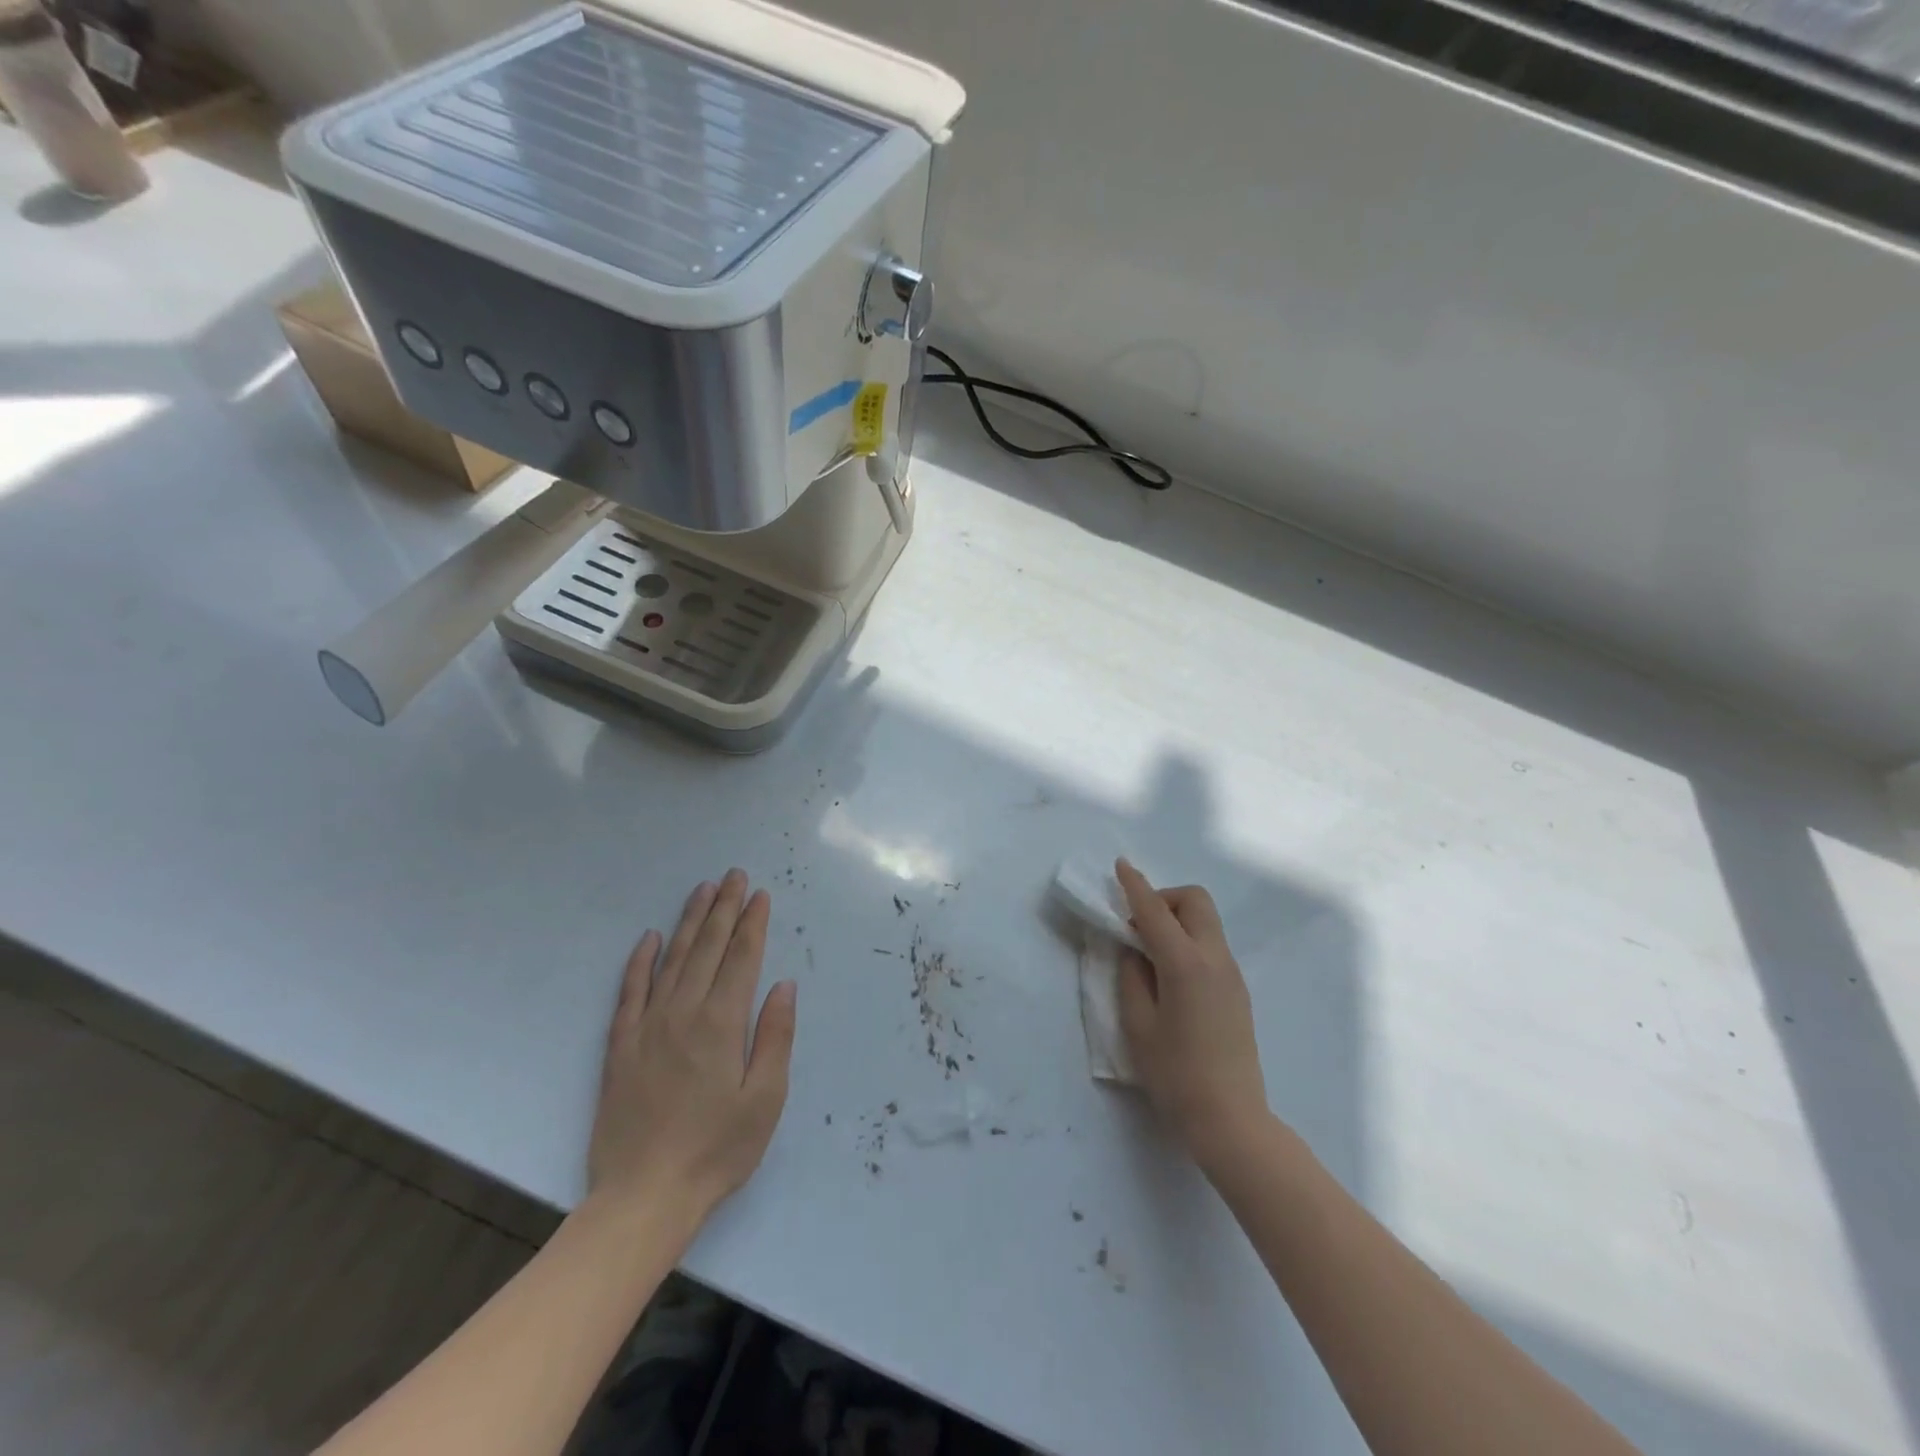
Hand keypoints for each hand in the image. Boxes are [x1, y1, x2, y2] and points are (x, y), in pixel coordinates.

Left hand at [588, 870, 796, 1227]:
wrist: (643, 1197)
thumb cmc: (716, 1151)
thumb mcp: (765, 1100)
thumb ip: (775, 1037)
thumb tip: (782, 985)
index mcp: (722, 1024)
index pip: (741, 959)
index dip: (752, 924)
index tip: (760, 895)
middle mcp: (683, 1013)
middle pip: (708, 948)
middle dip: (725, 908)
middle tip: (734, 875)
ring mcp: (647, 1026)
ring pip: (672, 959)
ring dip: (690, 921)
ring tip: (703, 890)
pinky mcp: (620, 1046)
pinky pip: (630, 990)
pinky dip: (640, 960)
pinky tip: (649, 938)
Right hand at [1114, 859, 1269, 1170]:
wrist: (1231, 1119)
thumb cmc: (1175, 1075)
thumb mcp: (1138, 1025)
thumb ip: (1132, 977)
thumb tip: (1134, 950)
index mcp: (1185, 964)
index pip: (1155, 911)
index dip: (1135, 886)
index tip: (1120, 866)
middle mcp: (1214, 959)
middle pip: (1194, 901)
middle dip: (1164, 899)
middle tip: (1137, 928)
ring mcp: (1231, 974)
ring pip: (1205, 922)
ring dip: (1176, 921)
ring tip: (1149, 955)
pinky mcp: (1237, 990)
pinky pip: (1211, 945)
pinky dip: (1188, 941)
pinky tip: (1170, 976)